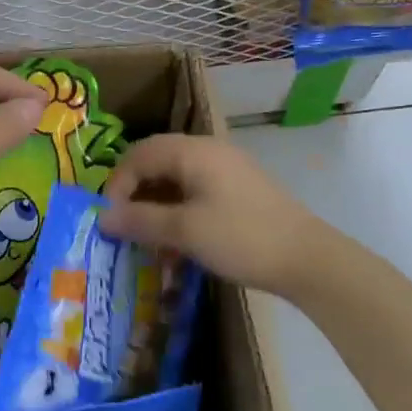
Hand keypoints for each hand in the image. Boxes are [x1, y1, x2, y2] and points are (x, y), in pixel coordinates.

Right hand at [99, 134, 329, 295]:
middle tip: (124, 228)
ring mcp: (225, 169)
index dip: (117, 185)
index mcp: (193, 151)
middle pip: (156, 162)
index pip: (138, 154)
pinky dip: (178, 211)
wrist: (308, 259)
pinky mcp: (237, 189)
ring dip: (155, 206)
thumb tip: (103, 217)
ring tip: (148, 240)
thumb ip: (140, 221)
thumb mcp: (185, 231)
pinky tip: (177, 242)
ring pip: (175, 179)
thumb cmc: (241, 238)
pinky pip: (195, 191)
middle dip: (134, 194)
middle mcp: (208, 151)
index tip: (110, 221)